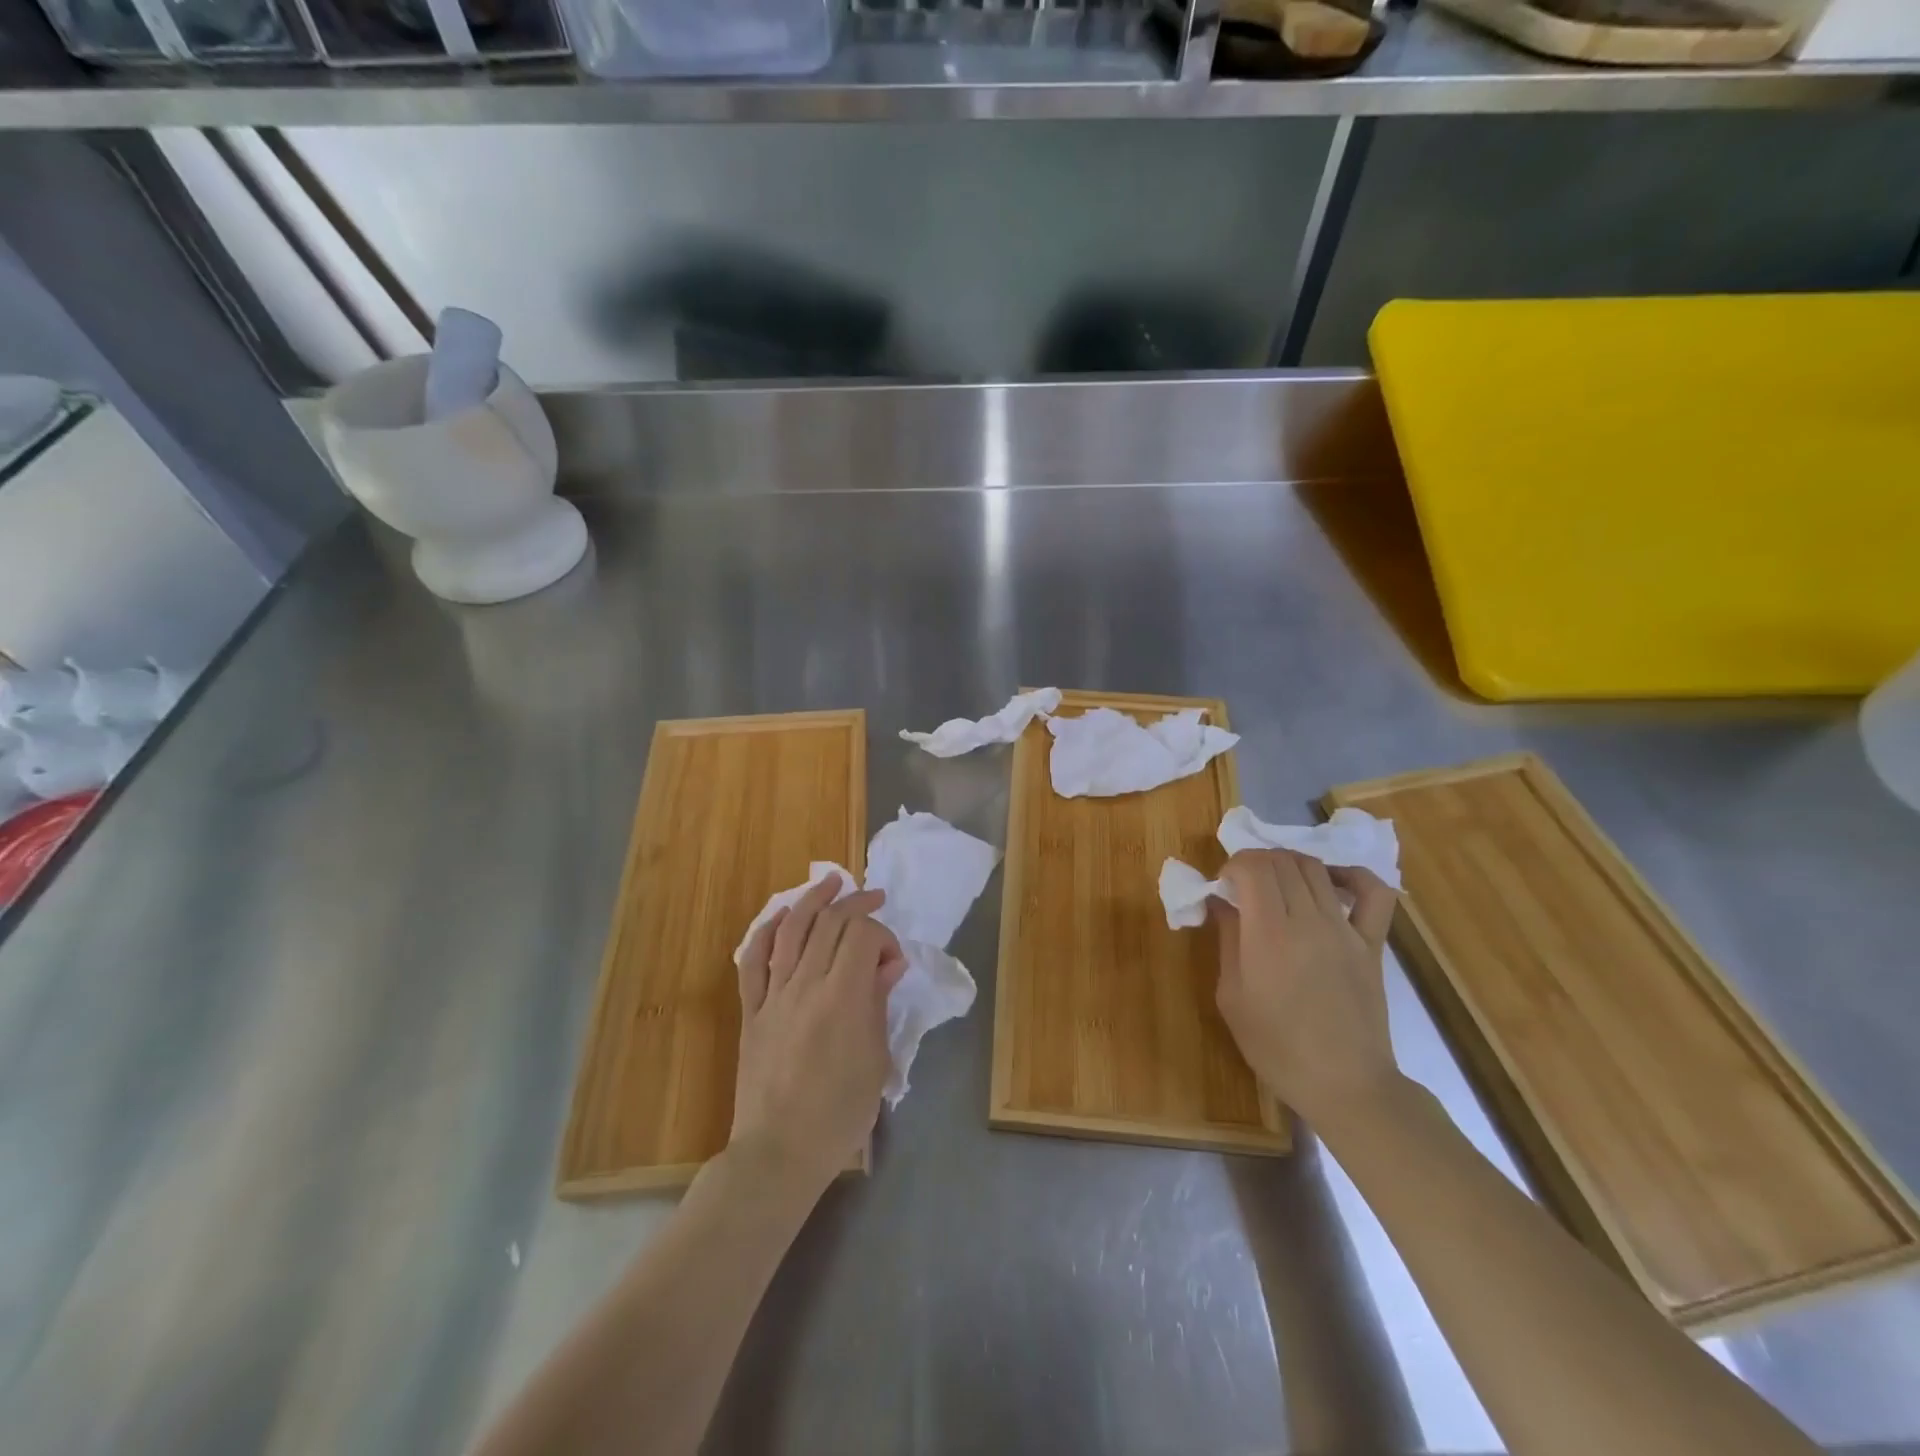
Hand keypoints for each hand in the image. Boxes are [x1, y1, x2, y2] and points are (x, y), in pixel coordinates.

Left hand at [731, 875, 906, 1199]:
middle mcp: (806, 985)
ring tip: (832, 881)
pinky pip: (753, 960)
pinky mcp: (751, 1010)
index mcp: (843, 998)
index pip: (862, 936)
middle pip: (829, 923)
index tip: (893, 961)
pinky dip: (766, 931)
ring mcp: (773, 995)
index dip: (883, 935)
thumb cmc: (839, 1114)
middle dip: (856, 903)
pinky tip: (782, 916)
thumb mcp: (876, 1061)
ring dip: (813, 900)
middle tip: (874, 897)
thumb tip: (889, 964)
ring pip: (791, 930)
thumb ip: (879, 1003)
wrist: (779, 1153)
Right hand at [1212, 850, 1401, 1131]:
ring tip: (1277, 886)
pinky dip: (1351, 876)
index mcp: (1268, 934)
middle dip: (1256, 862)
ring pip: (1315, 868)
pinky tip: (1331, 884)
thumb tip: (1220, 901)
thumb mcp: (1231, 996)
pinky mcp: (1372, 943)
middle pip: (1282, 861)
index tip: (1223, 886)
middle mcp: (1308, 920)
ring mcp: (1345, 929)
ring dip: (1289, 865)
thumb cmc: (1276, 1047)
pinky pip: (1373, 892)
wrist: (1345, 1084)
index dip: (1233, 865)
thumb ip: (1227, 939)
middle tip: (1244, 886)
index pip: (1253, 866)